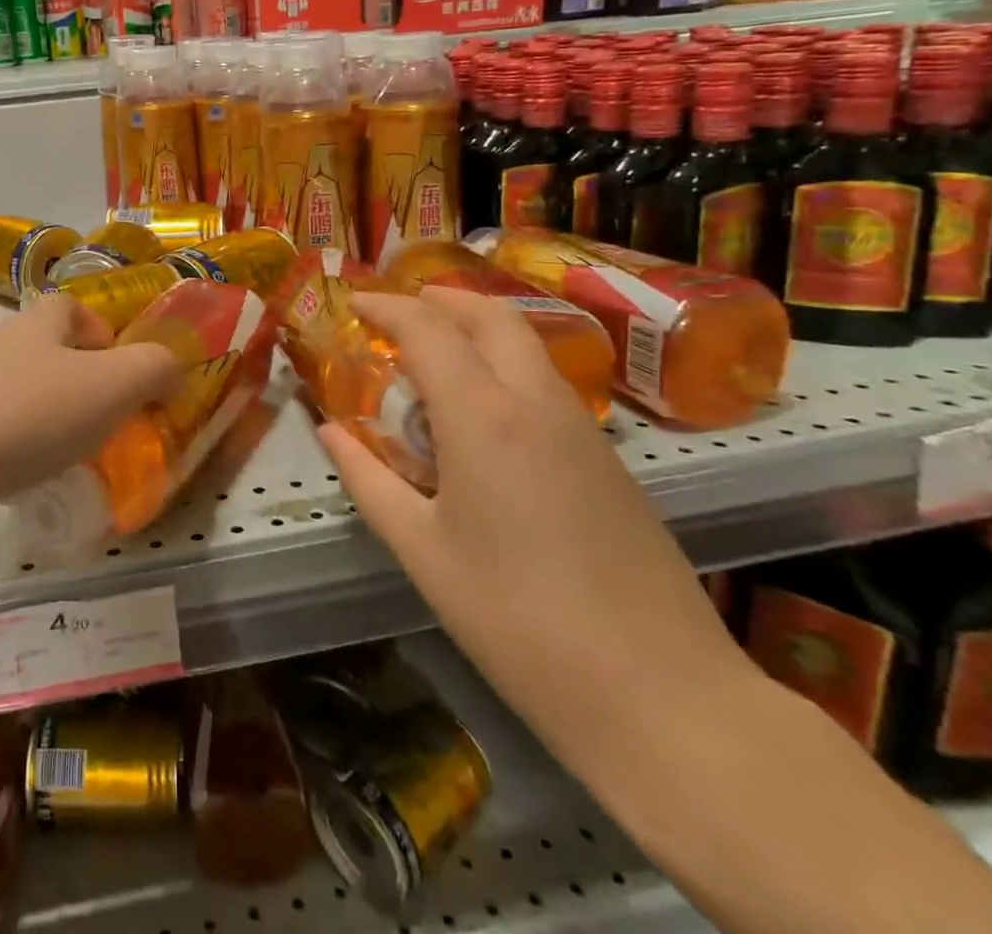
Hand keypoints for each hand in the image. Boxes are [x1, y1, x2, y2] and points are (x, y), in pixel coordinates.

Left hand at [0, 293, 182, 556]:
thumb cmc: (24, 414)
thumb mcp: (110, 385)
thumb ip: (153, 368)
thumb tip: (174, 363)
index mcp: (36, 328)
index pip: (68, 307)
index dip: (99, 330)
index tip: (122, 369)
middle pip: (42, 354)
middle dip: (76, 383)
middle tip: (106, 423)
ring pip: (15, 398)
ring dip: (44, 422)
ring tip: (71, 460)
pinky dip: (10, 457)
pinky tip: (22, 487)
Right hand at [317, 288, 743, 727]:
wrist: (661, 694)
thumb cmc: (517, 619)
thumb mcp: (422, 551)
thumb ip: (368, 479)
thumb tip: (330, 431)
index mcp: (484, 417)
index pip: (428, 329)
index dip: (386, 306)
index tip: (353, 301)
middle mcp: (536, 402)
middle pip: (491, 316)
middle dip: (440, 299)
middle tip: (399, 308)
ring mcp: (582, 428)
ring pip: (526, 345)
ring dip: (477, 328)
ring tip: (433, 353)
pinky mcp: (608, 458)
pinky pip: (546, 382)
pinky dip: (505, 365)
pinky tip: (483, 411)